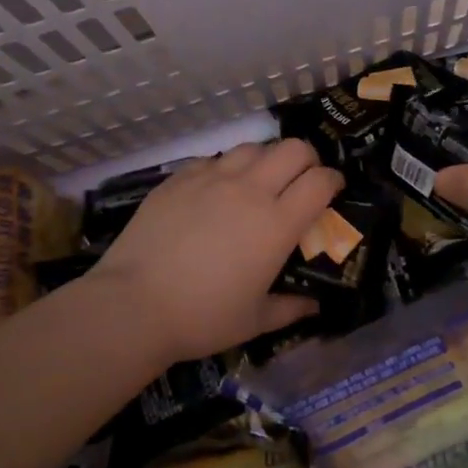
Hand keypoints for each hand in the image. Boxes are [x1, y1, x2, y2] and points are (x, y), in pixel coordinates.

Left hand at [86, 139, 343, 363]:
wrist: (133, 305)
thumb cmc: (203, 317)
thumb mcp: (255, 320)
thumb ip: (291, 308)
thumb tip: (315, 305)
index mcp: (277, 223)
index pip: (320, 180)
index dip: (334, 181)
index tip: (333, 192)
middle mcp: (250, 190)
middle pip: (293, 148)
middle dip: (307, 160)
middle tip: (301, 182)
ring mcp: (211, 178)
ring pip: (253, 147)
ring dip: (266, 160)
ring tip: (259, 183)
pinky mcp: (179, 178)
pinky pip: (214, 159)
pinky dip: (226, 168)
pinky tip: (217, 191)